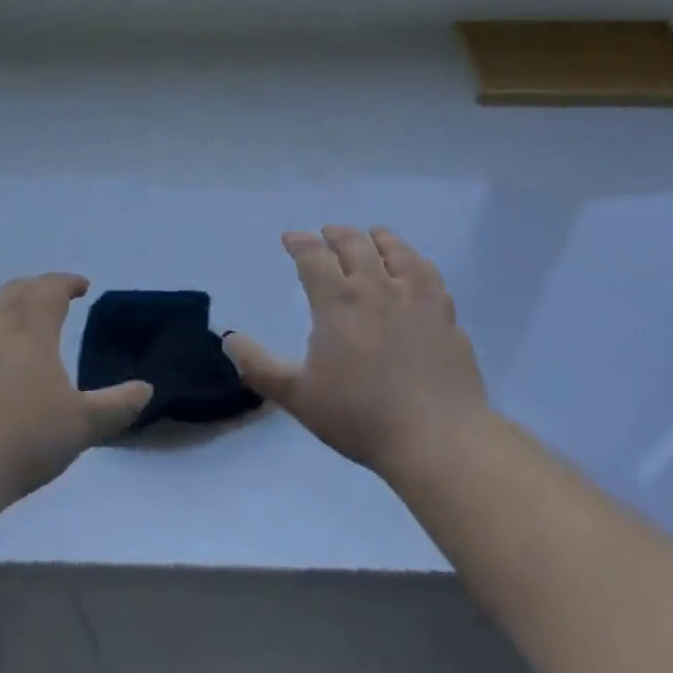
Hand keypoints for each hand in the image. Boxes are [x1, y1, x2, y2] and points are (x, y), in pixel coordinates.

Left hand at [0, 274, 151, 509]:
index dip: (67, 282)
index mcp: (29, 327)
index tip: (82, 286)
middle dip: (35, 289)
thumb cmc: (21, 442)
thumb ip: (117, 406)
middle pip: (14, 291)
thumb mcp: (82, 427)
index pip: (50, 288)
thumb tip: (146, 388)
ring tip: (10, 323)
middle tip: (50, 298)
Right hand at [224, 227, 491, 481]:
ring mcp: (415, 296)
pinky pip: (428, 272)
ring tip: (371, 238)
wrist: (437, 438)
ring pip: (395, 249)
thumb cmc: (360, 417)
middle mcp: (375, 287)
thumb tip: (227, 338)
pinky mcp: (445, 312)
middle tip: (326, 235)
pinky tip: (412, 267)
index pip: (313, 256)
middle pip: (354, 243)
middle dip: (335, 234)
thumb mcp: (298, 397)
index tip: (290, 238)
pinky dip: (414, 260)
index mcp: (337, 302)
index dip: (299, 242)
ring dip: (377, 238)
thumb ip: (259, 366)